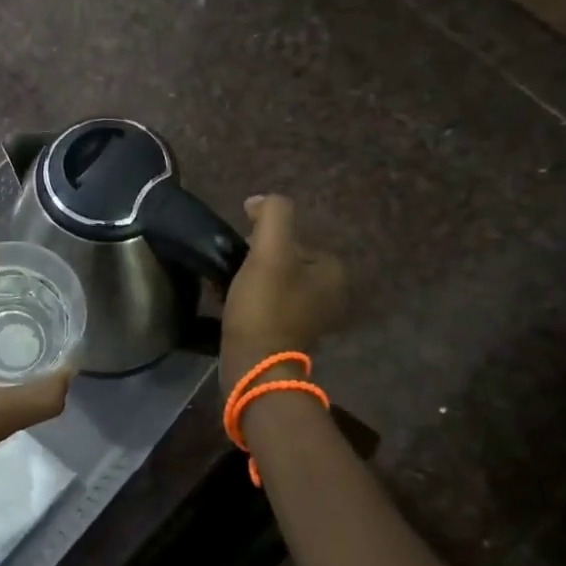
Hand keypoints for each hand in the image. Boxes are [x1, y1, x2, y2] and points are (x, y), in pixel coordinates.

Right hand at [220, 195, 347, 393]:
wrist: (254, 364)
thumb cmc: (265, 305)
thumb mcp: (269, 250)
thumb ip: (272, 214)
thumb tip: (259, 201)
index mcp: (333, 272)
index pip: (295, 238)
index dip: (266, 239)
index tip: (245, 251)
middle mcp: (331, 294)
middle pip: (286, 259)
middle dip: (260, 260)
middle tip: (237, 268)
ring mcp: (312, 318)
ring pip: (277, 281)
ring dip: (254, 279)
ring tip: (232, 285)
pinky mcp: (291, 335)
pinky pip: (271, 303)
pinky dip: (254, 300)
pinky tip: (235, 304)